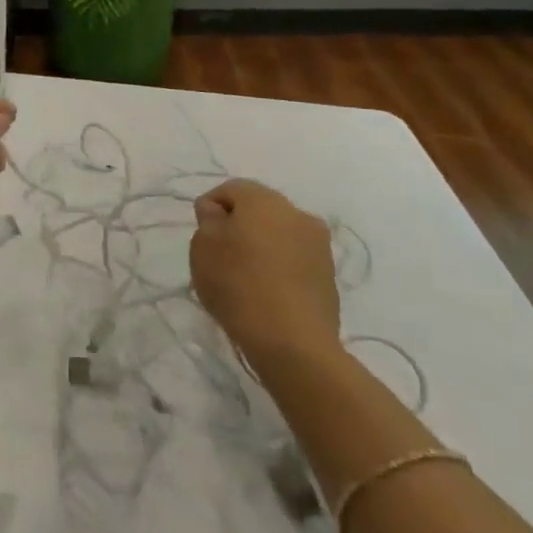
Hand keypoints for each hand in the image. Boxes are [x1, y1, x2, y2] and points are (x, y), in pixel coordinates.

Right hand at [190, 179, 341, 365]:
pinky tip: (267, 292)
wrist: (293, 343)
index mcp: (264, 199)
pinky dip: (280, 267)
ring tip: (245, 276)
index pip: (230, 189)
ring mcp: (319, 244)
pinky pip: (295, 259)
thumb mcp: (203, 247)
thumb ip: (208, 220)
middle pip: (259, 209)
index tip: (202, 237)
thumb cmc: (238, 286)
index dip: (210, 208)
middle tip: (220, 256)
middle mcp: (296, 212)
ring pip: (279, 234)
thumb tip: (219, 213)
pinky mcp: (329, 275)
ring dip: (262, 246)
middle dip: (239, 225)